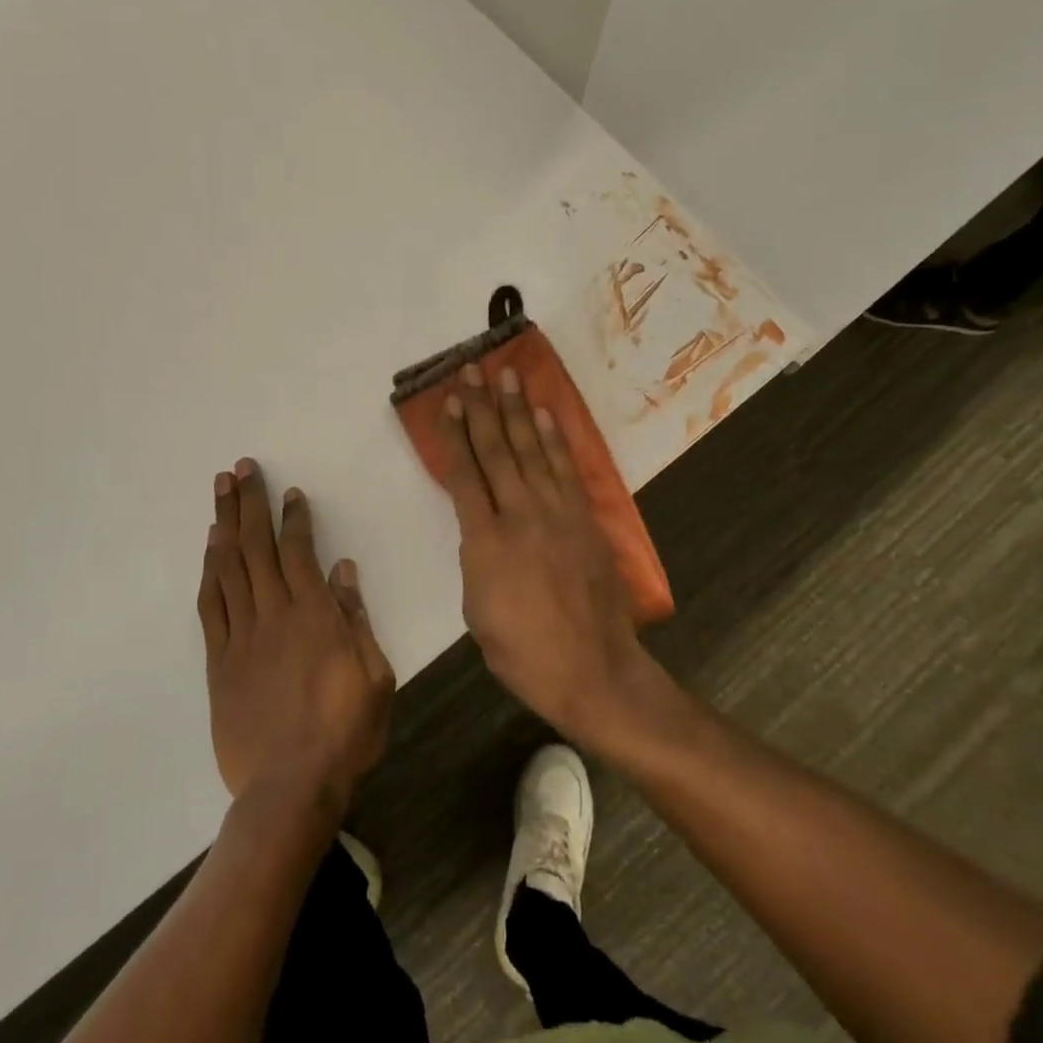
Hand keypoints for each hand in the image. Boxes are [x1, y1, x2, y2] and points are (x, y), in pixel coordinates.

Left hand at [197, 459, 395, 813]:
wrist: (290, 787)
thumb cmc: (345, 732)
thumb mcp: (374, 675)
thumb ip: (356, 619)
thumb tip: (343, 570)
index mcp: (314, 615)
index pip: (300, 551)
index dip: (293, 518)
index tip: (289, 492)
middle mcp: (274, 614)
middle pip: (257, 547)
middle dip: (249, 503)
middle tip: (241, 468)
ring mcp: (242, 636)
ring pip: (229, 567)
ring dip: (224, 524)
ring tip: (220, 490)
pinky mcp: (219, 660)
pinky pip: (211, 605)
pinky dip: (210, 571)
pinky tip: (210, 548)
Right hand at [439, 365, 659, 745]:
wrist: (593, 671)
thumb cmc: (523, 652)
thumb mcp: (477, 610)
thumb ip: (475, 559)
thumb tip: (481, 529)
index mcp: (485, 542)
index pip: (465, 475)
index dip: (455, 435)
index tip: (449, 403)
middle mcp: (520, 515)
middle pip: (497, 450)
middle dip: (482, 408)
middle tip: (472, 371)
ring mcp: (557, 513)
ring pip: (532, 450)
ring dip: (517, 410)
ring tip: (507, 376)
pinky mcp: (585, 519)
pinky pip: (566, 469)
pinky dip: (554, 438)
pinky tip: (544, 415)